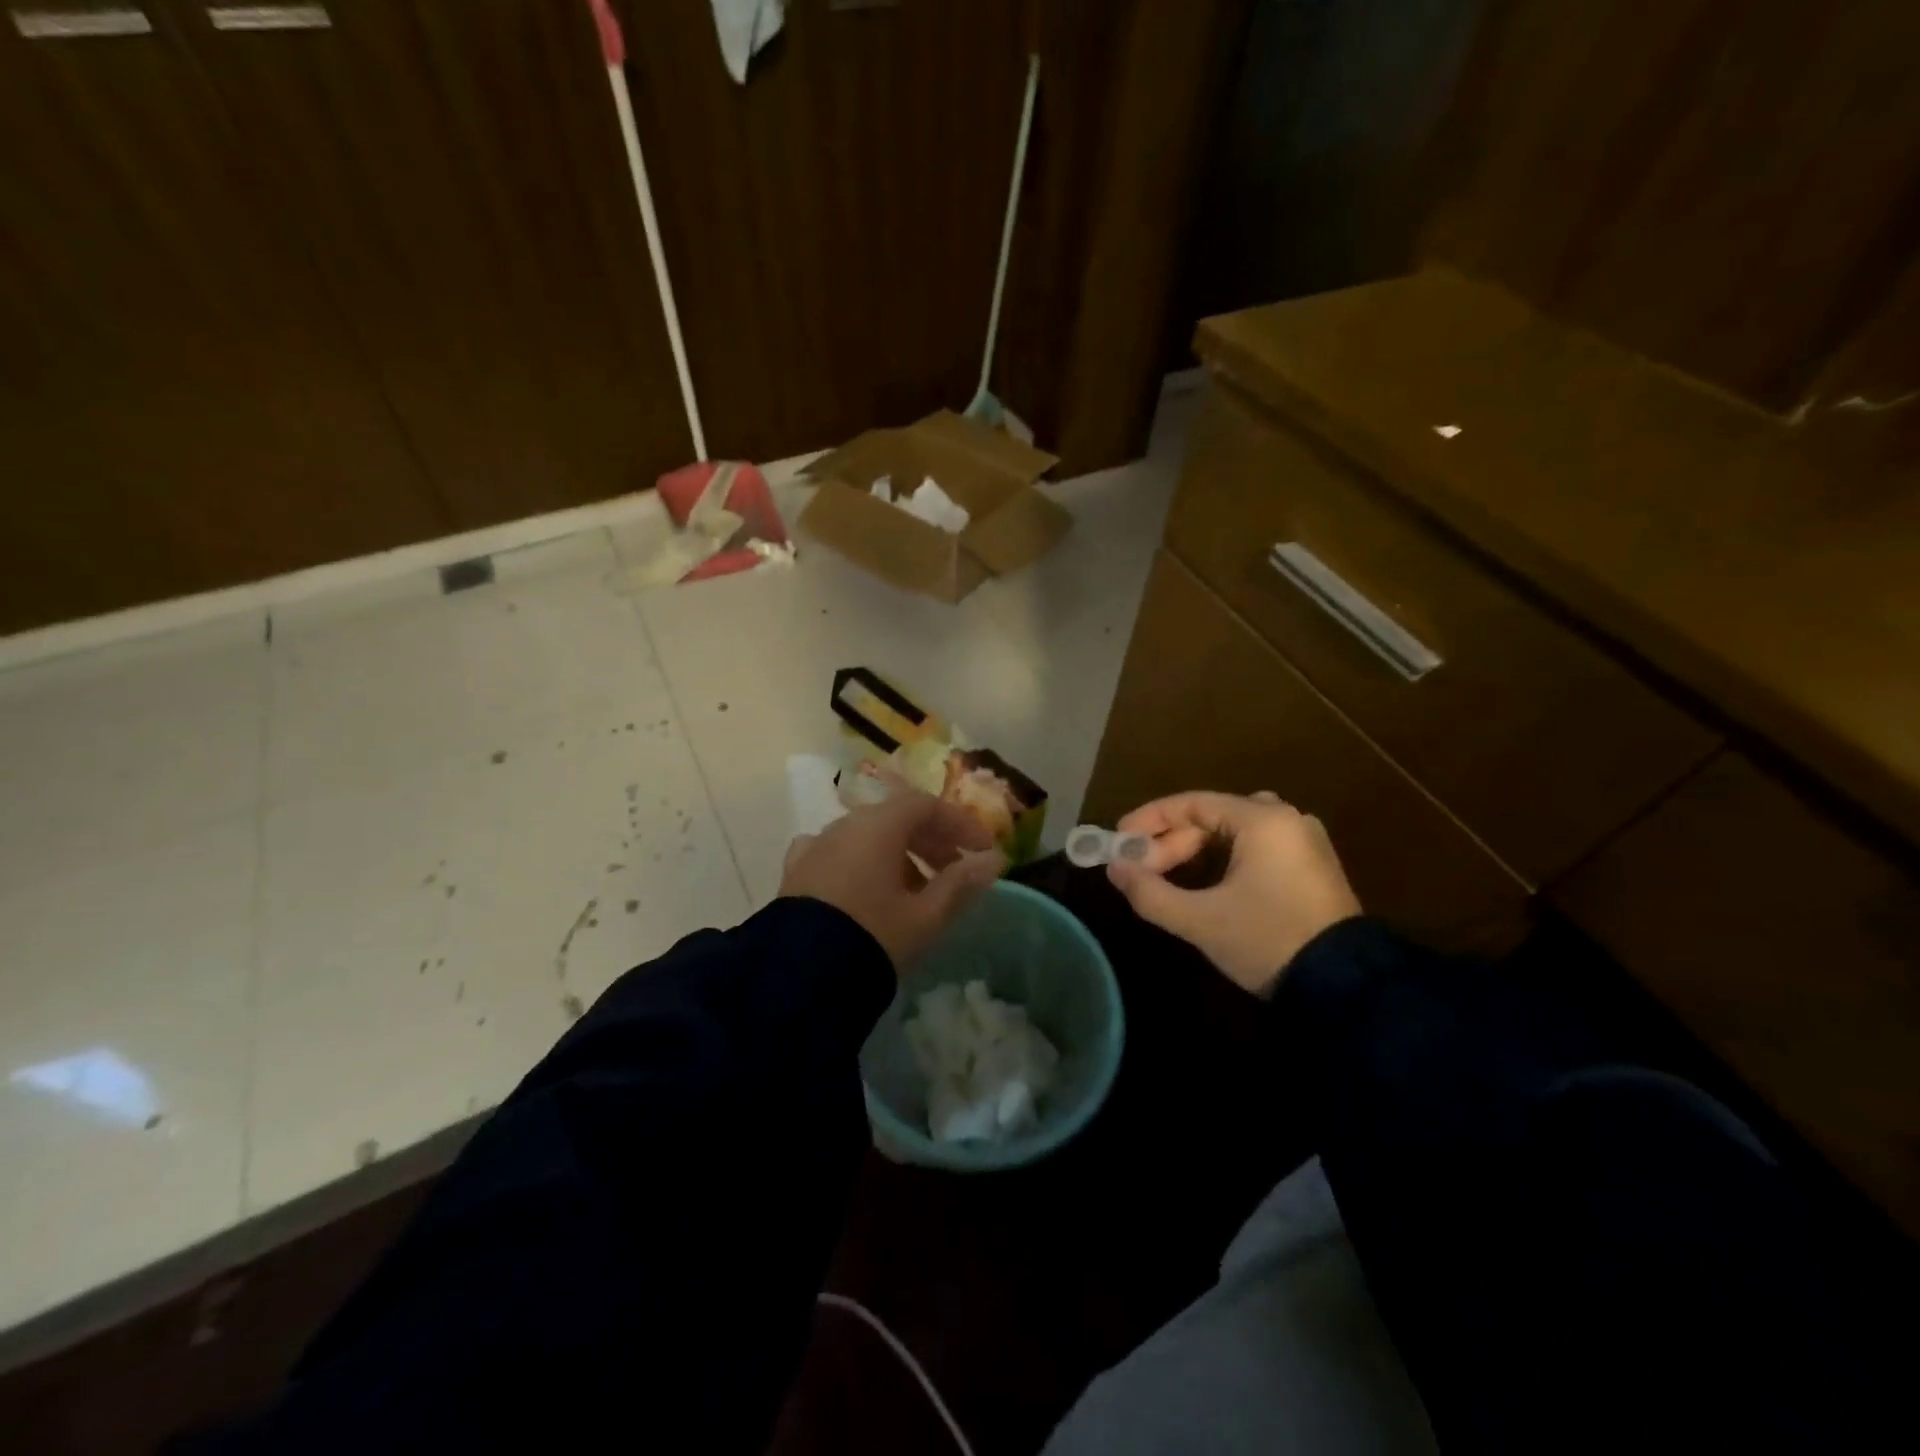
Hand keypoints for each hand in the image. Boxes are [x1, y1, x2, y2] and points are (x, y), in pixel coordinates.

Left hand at [779, 788, 1002, 970]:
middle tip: (956, 871)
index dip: (959, 823)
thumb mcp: (925, 916)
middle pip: (896, 817)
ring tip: (918, 890)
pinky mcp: (797, 871)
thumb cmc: (873, 936)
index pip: (926, 805)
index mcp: (878, 826)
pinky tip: (868, 889)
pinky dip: (864, 863)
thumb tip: (993, 861)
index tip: (982, 850)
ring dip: (900, 854)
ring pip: (868, 836)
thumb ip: (961, 884)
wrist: (799, 976)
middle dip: (932, 840)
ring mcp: (816, 846)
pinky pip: (840, 854)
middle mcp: (845, 825)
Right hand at [1107, 790, 1360, 996]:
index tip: (1120, 838)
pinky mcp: (1313, 868)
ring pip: (1234, 832)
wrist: (1346, 988)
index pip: (1193, 803)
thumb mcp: (1200, 920)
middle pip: (1213, 817)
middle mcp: (1287, 820)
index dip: (1150, 818)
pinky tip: (1207, 884)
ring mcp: (1304, 843)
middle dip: (1172, 842)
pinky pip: (1257, 847)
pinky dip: (1224, 859)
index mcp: (1263, 820)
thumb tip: (1115, 869)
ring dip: (1196, 850)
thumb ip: (1149, 891)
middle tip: (1143, 871)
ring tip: (1168, 877)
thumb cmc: (1267, 940)